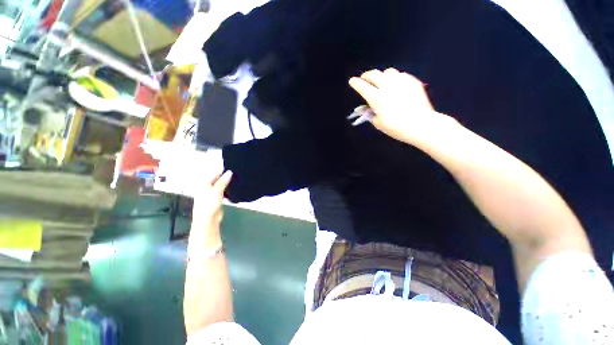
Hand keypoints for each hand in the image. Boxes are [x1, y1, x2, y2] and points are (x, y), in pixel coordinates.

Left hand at [188, 169, 232, 253]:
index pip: (214, 173)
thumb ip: (223, 181)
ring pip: (221, 185)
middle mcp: (207, 187)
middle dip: (225, 176)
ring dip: (227, 183)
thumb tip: (230, 172)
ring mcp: (211, 194)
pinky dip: (228, 189)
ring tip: (237, 179)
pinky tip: (234, 188)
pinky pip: (223, 191)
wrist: (207, 221)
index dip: (223, 170)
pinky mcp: (216, 199)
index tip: (233, 167)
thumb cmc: (209, 205)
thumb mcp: (216, 191)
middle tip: (237, 173)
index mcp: (204, 184)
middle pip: (217, 179)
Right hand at [349, 68, 453, 144]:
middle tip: (364, 78)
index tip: (352, 81)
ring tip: (381, 81)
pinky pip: (400, 74)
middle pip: (373, 74)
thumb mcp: (378, 123)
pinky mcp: (412, 81)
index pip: (362, 86)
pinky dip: (394, 78)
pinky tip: (395, 85)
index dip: (355, 83)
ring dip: (381, 75)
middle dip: (366, 75)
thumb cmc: (396, 128)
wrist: (420, 125)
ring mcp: (401, 82)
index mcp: (377, 98)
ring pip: (388, 71)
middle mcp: (387, 86)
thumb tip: (366, 108)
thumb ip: (370, 114)